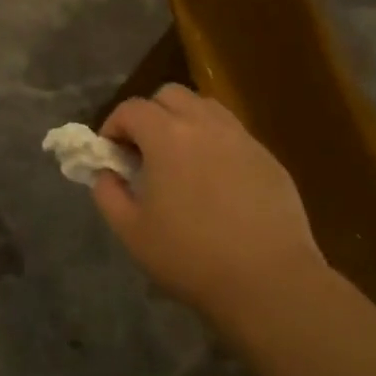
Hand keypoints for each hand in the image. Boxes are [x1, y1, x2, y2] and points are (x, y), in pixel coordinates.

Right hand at [92, 85, 324, 316]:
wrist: (268, 280)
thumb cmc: (190, 256)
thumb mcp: (131, 231)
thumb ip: (108, 193)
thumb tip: (106, 173)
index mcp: (167, 136)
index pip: (132, 108)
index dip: (113, 125)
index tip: (111, 154)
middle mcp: (205, 124)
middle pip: (170, 95)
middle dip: (150, 114)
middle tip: (144, 151)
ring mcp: (242, 138)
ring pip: (206, 108)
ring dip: (185, 122)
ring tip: (180, 160)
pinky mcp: (268, 158)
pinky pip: (233, 134)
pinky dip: (215, 143)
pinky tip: (216, 182)